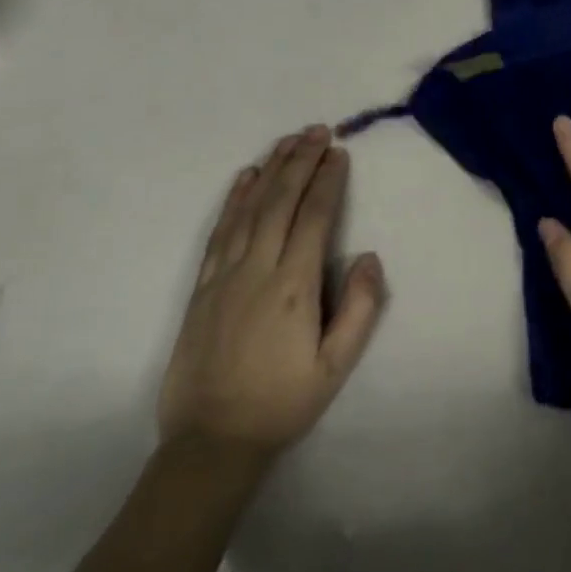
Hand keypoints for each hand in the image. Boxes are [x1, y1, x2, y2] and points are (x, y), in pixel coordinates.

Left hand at [158, 126, 385, 460]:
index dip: (328, 181)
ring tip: (288, 141)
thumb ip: (358, 309)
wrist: (211, 441)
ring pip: (249, 209)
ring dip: (270, 170)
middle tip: (318, 130)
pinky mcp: (202, 287)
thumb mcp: (335, 367)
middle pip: (280, 202)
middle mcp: (257, 270)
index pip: (313, 218)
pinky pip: (220, 231)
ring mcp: (224, 275)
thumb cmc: (282, 403)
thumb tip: (368, 256)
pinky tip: (245, 178)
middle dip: (301, 162)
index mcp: (293, 287)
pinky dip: (234, 199)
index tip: (340, 152)